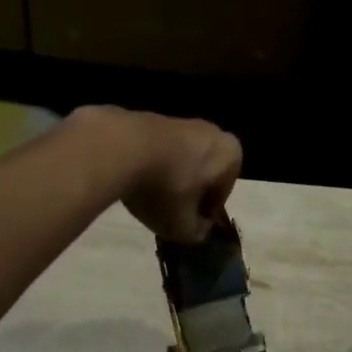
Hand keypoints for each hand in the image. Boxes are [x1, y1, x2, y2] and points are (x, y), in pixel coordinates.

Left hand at [74, 106, 241, 242]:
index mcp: (231, 154)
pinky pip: (159, 150)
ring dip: (169, 178)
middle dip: (188, 193)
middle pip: (203, 173)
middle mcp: (212, 132)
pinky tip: (134, 180)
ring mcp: (181, 121)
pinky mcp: (152, 118)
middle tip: (169, 212)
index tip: (186, 226)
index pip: (221, 194)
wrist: (119, 147)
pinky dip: (151, 165)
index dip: (203, 214)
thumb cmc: (165, 188)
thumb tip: (198, 229)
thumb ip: (196, 233)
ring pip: (181, 160)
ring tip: (148, 198)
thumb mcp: (182, 226)